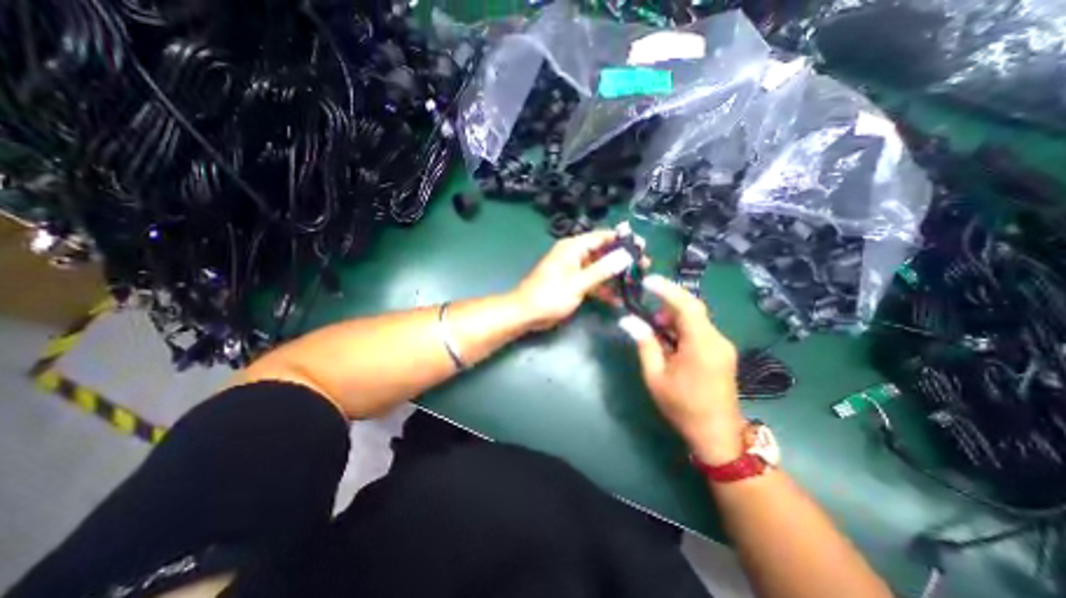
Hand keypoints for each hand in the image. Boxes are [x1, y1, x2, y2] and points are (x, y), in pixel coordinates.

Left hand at [510, 229, 639, 330]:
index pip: (602, 237)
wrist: (526, 314)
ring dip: (615, 276)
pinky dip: (604, 289)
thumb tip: (626, 255)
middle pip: (603, 252)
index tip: (643, 247)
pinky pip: (593, 282)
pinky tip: (618, 299)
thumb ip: (602, 269)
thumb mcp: (578, 283)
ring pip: (600, 268)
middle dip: (622, 260)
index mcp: (573, 247)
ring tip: (637, 282)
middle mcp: (574, 255)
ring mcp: (574, 270)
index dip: (622, 240)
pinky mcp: (573, 284)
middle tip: (644, 266)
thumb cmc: (549, 296)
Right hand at [621, 275, 742, 466]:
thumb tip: (628, 321)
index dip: (667, 290)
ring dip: (674, 318)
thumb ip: (644, 344)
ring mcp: (722, 346)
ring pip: (697, 319)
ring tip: (655, 331)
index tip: (647, 281)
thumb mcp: (656, 376)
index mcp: (702, 345)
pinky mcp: (722, 352)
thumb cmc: (683, 407)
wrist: (717, 435)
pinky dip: (682, 328)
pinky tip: (669, 341)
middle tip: (647, 315)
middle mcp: (717, 339)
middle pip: (693, 309)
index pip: (687, 306)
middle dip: (668, 304)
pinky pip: (700, 330)